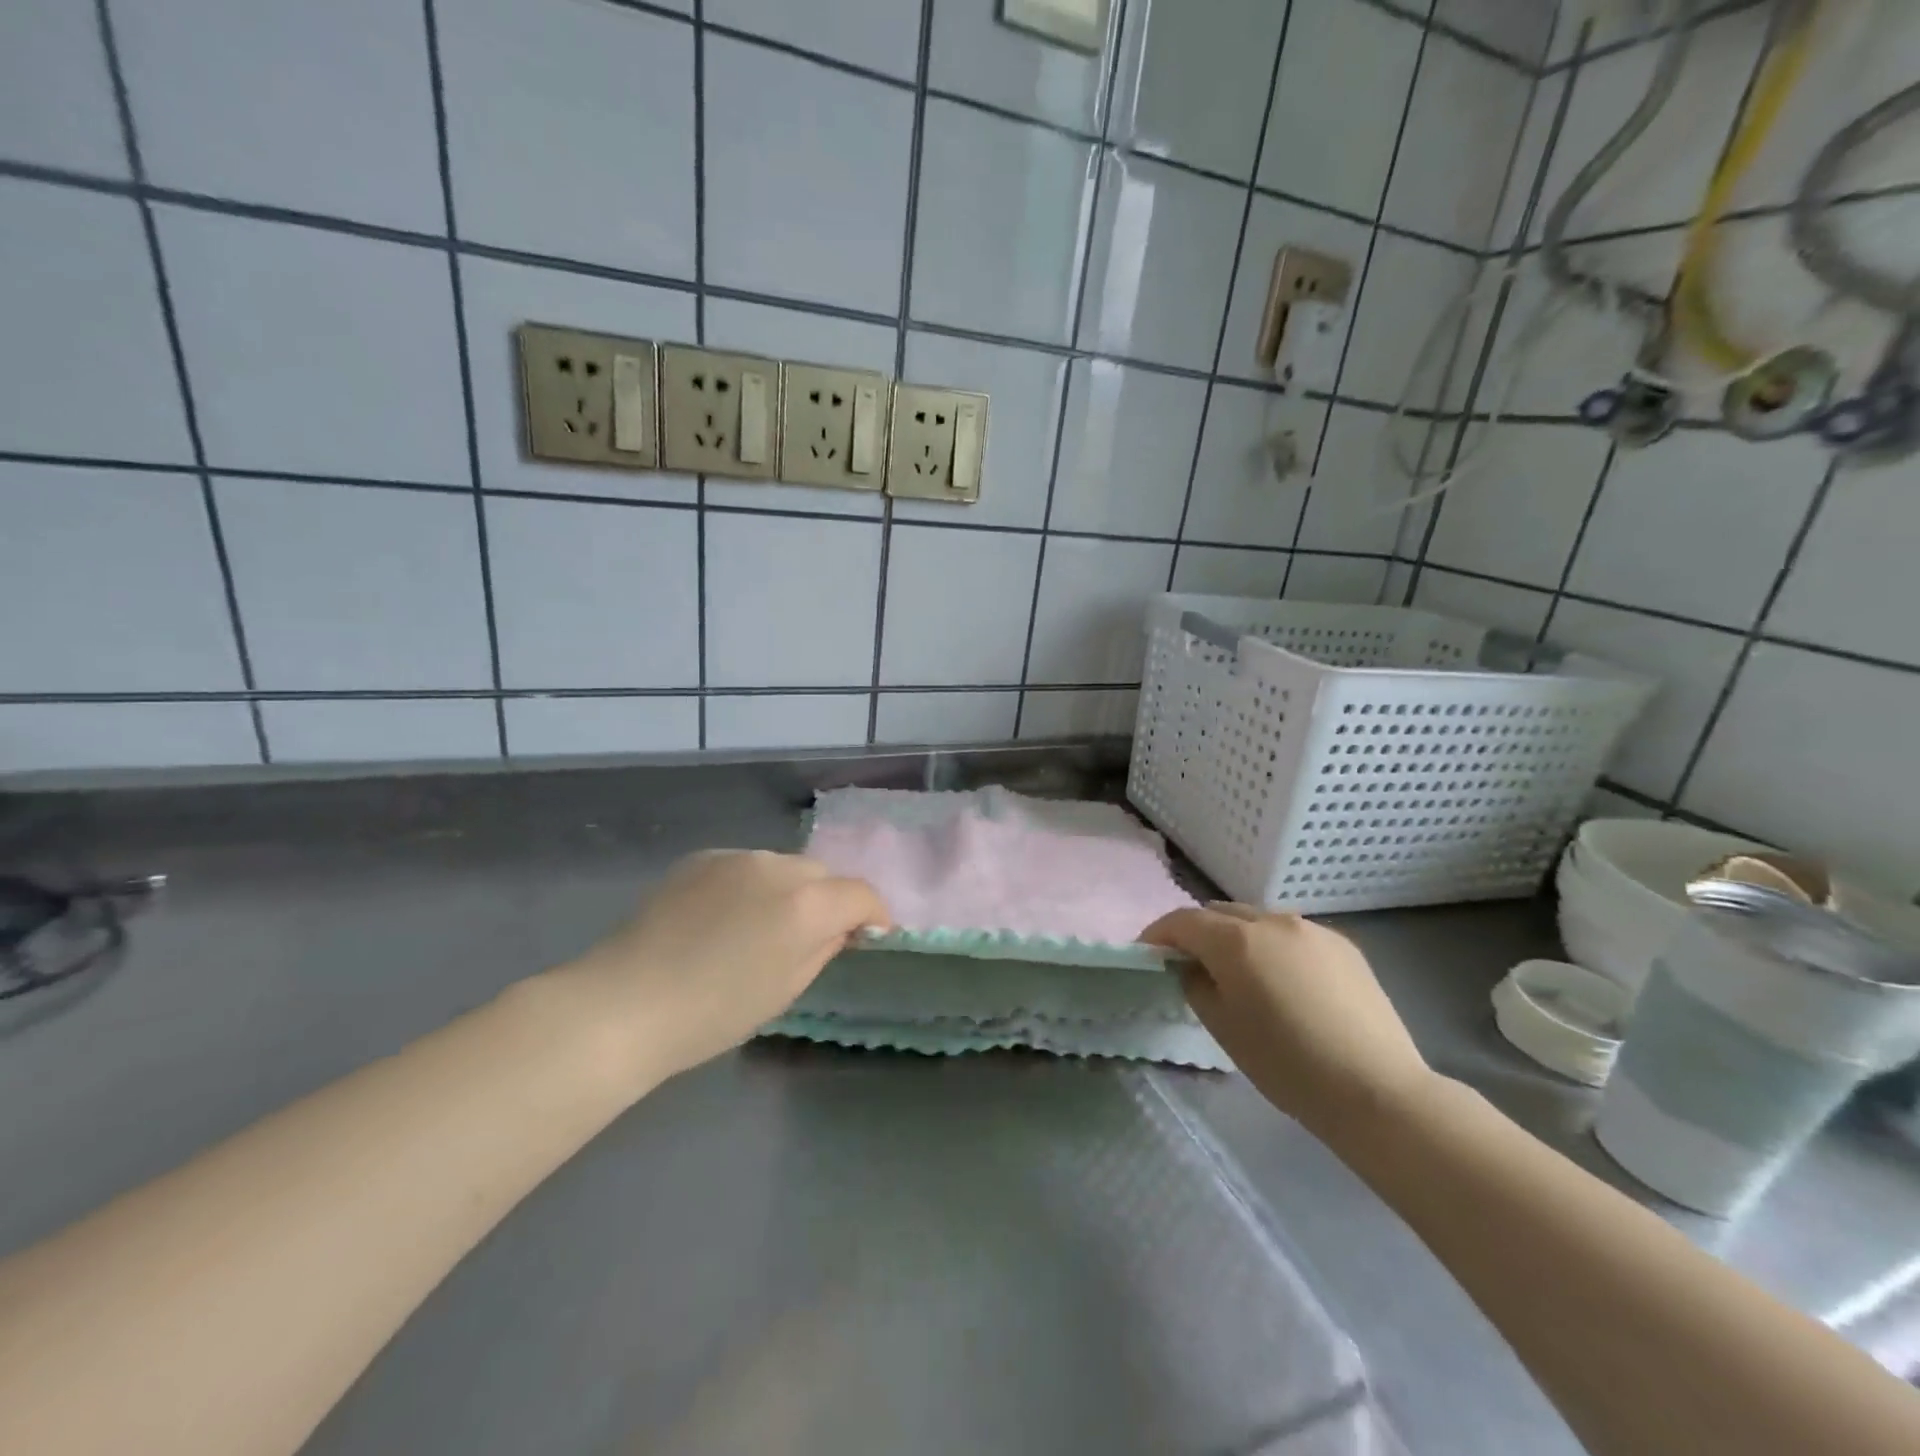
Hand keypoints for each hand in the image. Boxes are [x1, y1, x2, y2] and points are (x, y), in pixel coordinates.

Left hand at [558, 850, 889, 1086]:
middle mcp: (777, 868)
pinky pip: (745, 867)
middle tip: (809, 938)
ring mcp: (736, 857)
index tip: (869, 936)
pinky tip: (723, 918)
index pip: (861, 894)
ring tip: (759, 927)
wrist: (625, 1003)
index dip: (873, 915)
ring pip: (783, 867)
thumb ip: (824, 949)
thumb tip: (842, 928)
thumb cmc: (713, 1013)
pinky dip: (750, 886)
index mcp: (806, 905)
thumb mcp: (785, 990)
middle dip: (827, 901)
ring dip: (786, 891)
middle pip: (822, 875)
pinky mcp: (702, 858)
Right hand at [1142, 904, 1432, 1137]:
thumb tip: (1193, 967)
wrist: (1377, 1090)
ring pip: (1258, 920)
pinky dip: (1274, 948)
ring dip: (1238, 938)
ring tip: (1241, 974)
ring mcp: (1312, 930)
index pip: (1182, 921)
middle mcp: (1272, 920)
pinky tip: (1285, 984)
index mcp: (1236, 940)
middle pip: (1219, 914)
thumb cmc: (1287, 1064)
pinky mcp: (1344, 946)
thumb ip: (1196, 985)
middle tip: (1191, 965)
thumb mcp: (1223, 1028)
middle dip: (1198, 933)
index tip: (1148, 954)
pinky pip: (1292, 935)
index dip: (1158, 934)